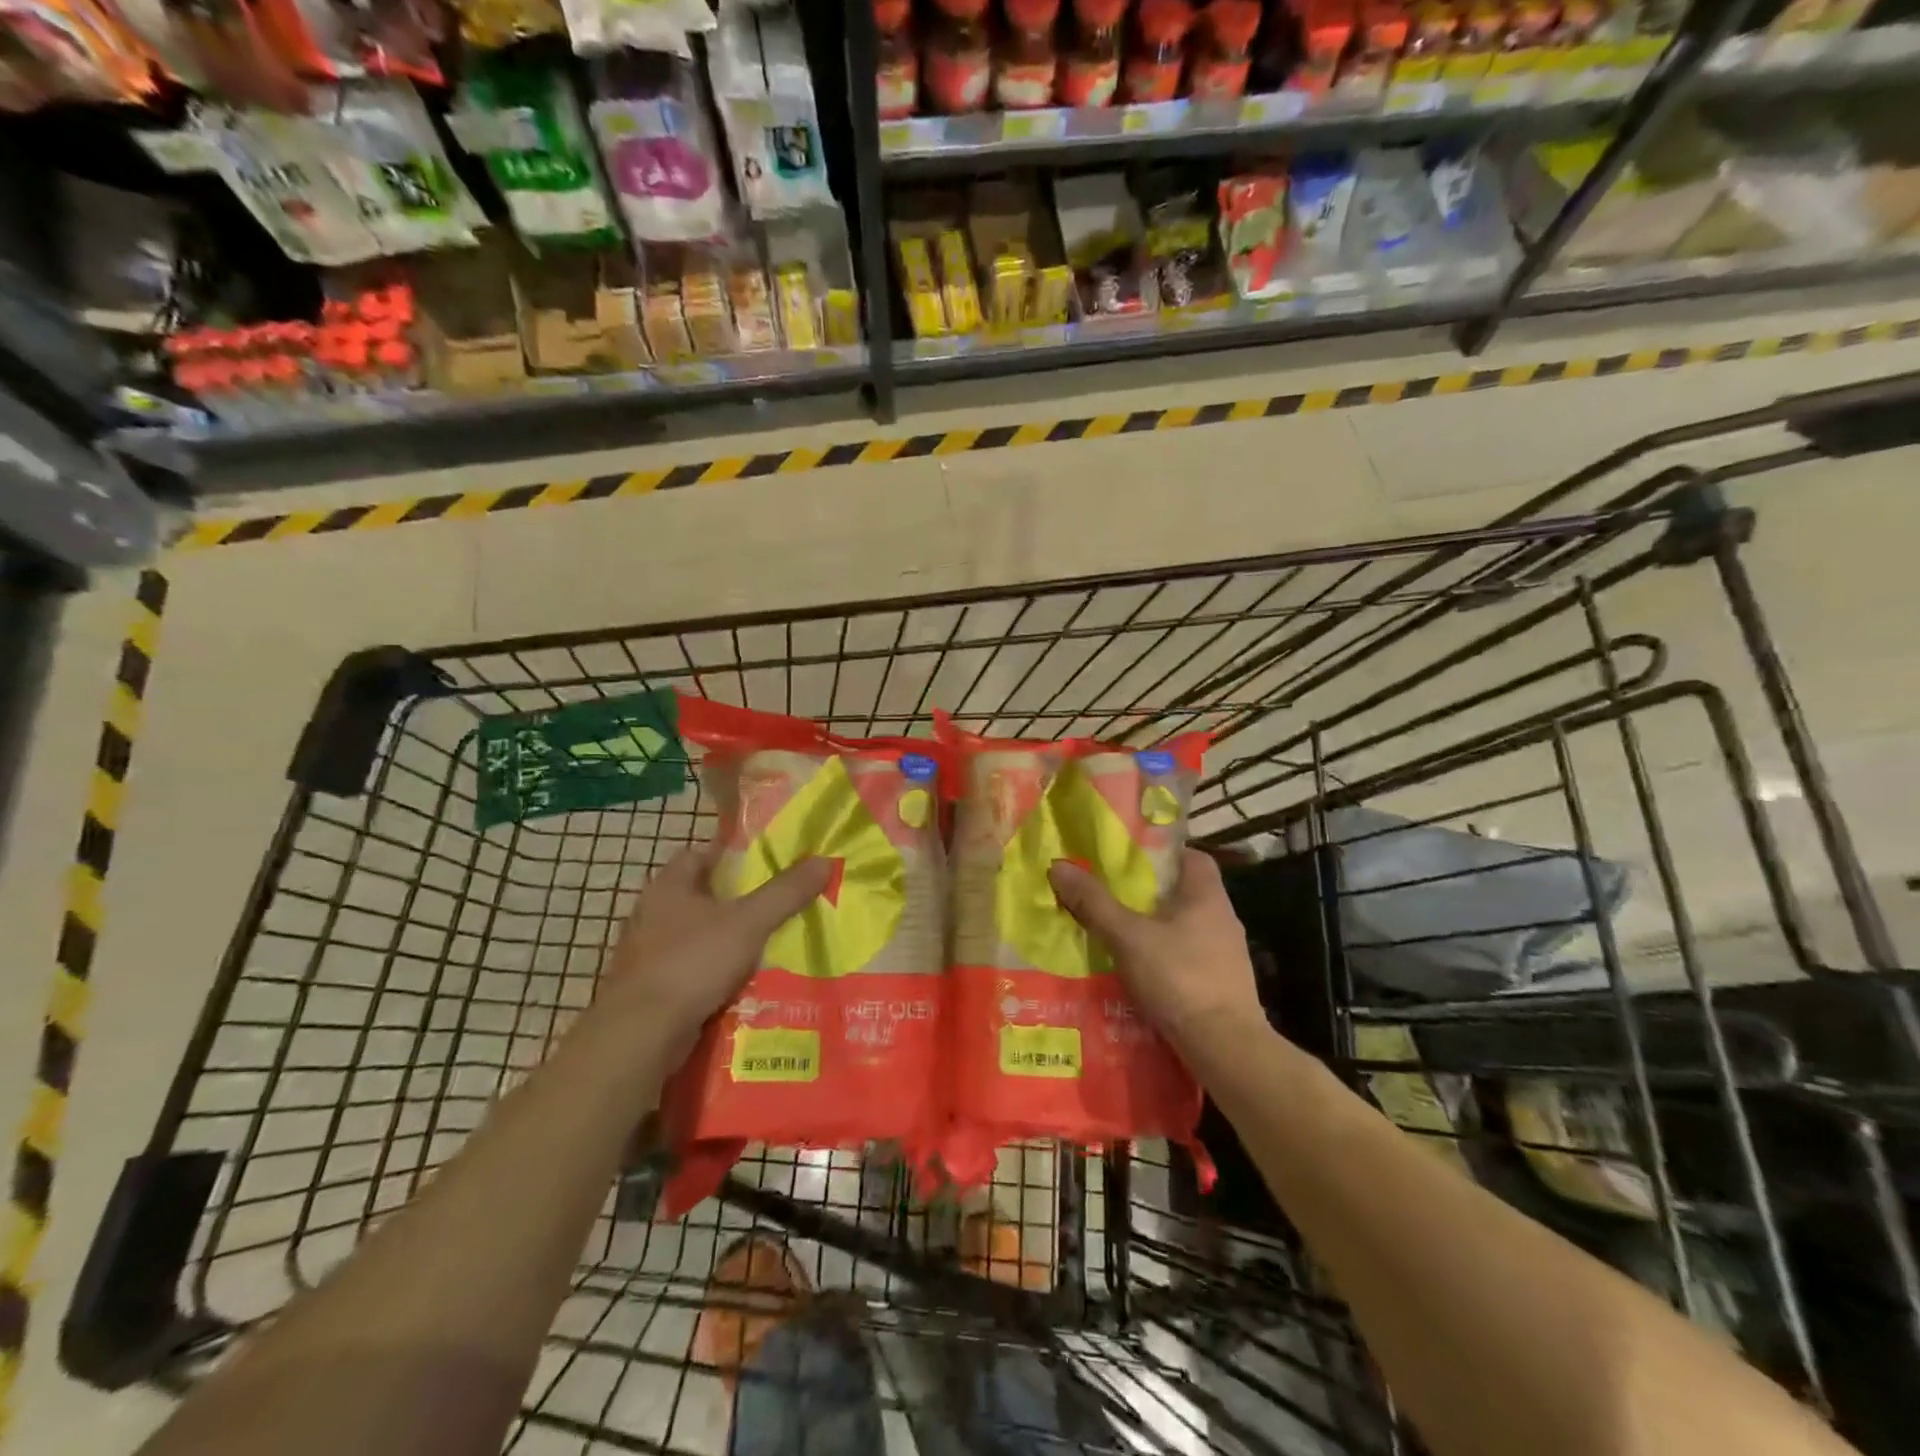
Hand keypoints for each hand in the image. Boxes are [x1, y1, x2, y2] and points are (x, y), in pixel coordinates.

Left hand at [599, 841, 831, 1054]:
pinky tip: (739, 983)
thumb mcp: (749, 922)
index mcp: (668, 886)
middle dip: (733, 901)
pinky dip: (711, 973)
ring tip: (764, 945)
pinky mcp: (649, 988)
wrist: (641, 1035)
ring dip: (723, 940)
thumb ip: (786, 892)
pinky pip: (688, 970)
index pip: (699, 853)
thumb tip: (824, 860)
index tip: (764, 865)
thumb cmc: (693, 962)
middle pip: (698, 895)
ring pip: (694, 935)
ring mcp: (646, 953)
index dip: (731, 855)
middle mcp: (651, 914)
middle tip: (773, 905)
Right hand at [1049, 849, 1264, 1061]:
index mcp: (1206, 895)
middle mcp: (1222, 918)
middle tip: (1113, 895)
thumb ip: (1094, 902)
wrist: (1224, 1047)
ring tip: (1119, 934)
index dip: (1162, 853)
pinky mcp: (1222, 984)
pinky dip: (1165, 959)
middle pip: (1184, 892)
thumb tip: (1059, 866)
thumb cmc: (1179, 978)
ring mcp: (1226, 954)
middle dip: (1150, 893)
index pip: (1191, 856)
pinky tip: (1140, 972)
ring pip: (1185, 927)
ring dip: (1156, 928)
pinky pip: (1188, 958)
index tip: (1130, 860)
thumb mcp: (1127, 937)